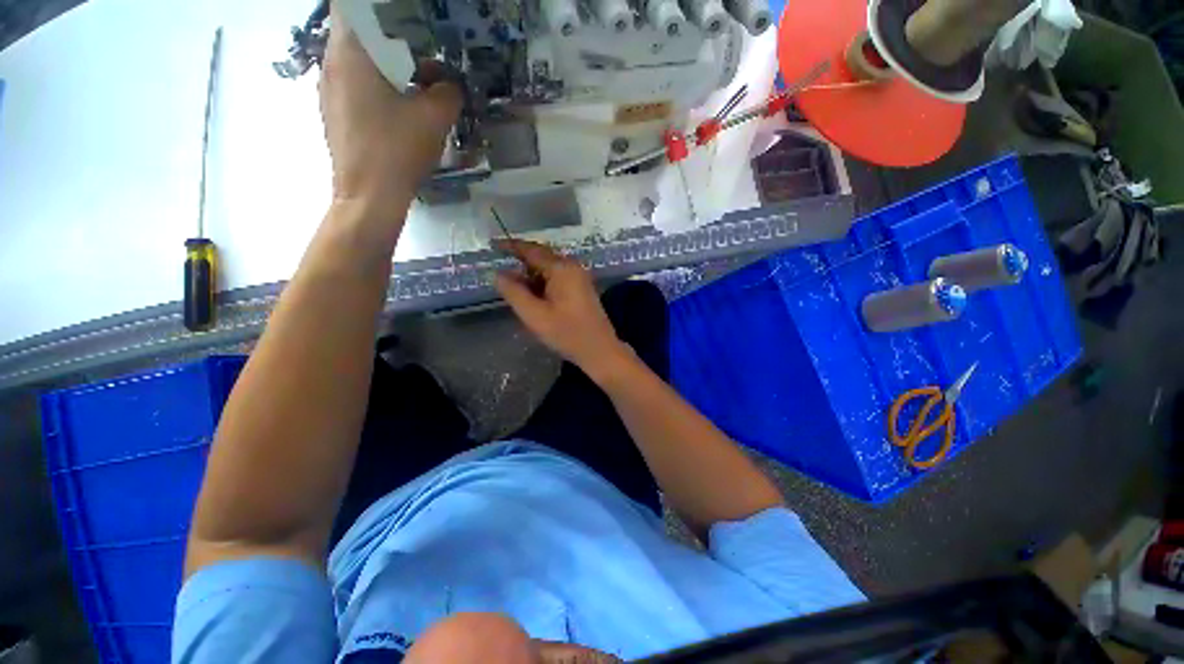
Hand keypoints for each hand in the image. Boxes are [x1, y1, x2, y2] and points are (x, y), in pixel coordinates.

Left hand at [319, 3, 461, 213]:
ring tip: (419, 81)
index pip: (354, 6)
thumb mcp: (434, 118)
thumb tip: (450, 85)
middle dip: (392, 37)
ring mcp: (330, 91)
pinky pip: (357, 85)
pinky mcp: (336, 114)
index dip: (383, 9)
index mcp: (349, 52)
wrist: (369, 197)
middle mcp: (331, 64)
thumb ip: (448, 92)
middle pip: (359, 33)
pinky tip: (403, 108)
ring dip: (388, 64)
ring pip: (359, 61)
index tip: (409, 19)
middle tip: (424, 49)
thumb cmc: (397, 150)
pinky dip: (379, 85)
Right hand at [494, 240, 632, 376]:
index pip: (531, 250)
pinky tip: (532, 296)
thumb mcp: (534, 315)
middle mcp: (572, 267)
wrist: (599, 350)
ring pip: (548, 268)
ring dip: (530, 275)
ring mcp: (579, 277)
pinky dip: (541, 283)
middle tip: (500, 271)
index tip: (492, 244)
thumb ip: (514, 292)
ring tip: (513, 287)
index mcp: (561, 268)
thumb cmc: (567, 333)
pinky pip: (556, 277)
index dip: (510, 245)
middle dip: (520, 262)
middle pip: (541, 257)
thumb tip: (498, 274)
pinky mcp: (581, 288)